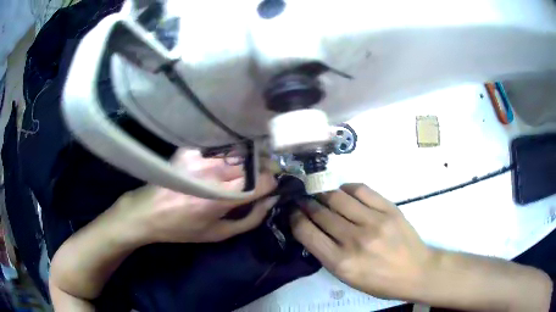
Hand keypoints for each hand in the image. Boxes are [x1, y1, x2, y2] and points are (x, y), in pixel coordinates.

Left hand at [112, 149, 277, 243]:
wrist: (148, 212)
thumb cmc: (183, 228)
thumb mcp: (219, 233)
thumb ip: (251, 218)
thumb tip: (271, 199)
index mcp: (220, 198)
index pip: (261, 180)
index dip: (271, 182)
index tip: (269, 187)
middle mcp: (212, 173)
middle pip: (253, 162)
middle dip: (261, 169)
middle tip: (256, 179)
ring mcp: (200, 157)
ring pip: (239, 152)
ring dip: (246, 161)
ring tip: (238, 173)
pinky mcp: (190, 149)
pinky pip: (220, 148)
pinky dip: (227, 154)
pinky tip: (220, 164)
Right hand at [290, 184, 430, 299]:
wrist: (416, 272)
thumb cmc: (379, 281)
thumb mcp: (347, 277)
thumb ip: (328, 254)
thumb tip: (312, 229)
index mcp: (341, 263)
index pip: (307, 233)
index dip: (295, 218)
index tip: (293, 212)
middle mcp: (354, 240)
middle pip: (320, 212)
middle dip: (307, 204)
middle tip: (303, 200)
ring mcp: (373, 221)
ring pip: (338, 197)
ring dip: (324, 194)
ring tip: (322, 195)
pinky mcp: (389, 209)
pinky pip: (361, 189)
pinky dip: (347, 188)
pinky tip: (344, 192)